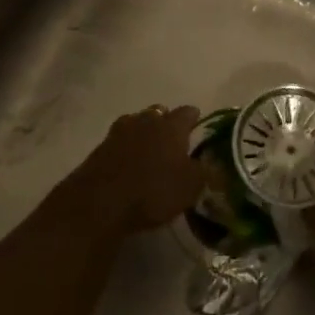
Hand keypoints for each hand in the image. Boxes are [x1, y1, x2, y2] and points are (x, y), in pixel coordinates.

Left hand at [62, 105, 205, 234]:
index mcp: (172, 125)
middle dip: (166, 123)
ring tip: (148, 150)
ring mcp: (119, 132)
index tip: (197, 128)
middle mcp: (146, 120)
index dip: (194, 119)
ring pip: (136, 123)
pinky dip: (125, 149)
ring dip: (143, 132)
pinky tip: (127, 164)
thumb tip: (214, 164)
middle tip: (172, 141)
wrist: (100, 203)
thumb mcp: (190, 187)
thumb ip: (204, 172)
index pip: (188, 112)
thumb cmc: (153, 191)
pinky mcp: (99, 148)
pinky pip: (118, 142)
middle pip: (160, 113)